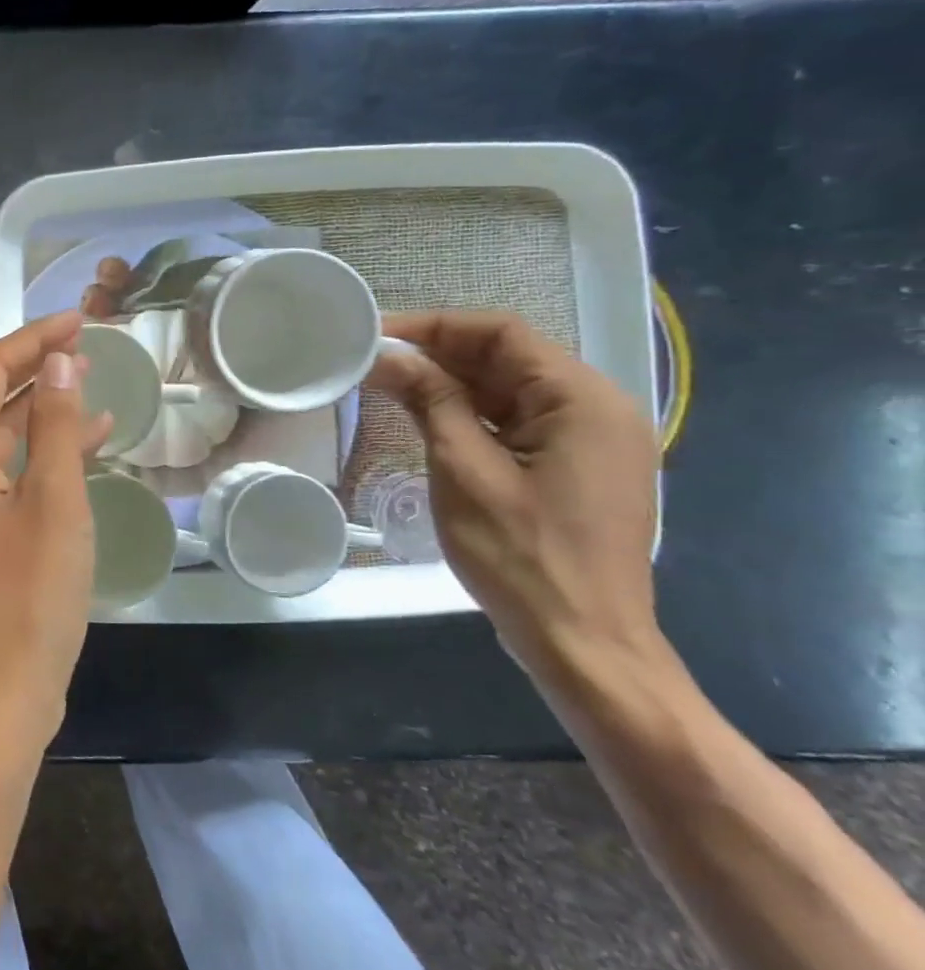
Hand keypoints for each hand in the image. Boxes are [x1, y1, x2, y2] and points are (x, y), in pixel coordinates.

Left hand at [0, 310, 112, 742]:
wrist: (0, 689)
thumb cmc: (29, 592)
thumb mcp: (55, 498)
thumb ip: (56, 423)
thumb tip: (58, 361)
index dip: (34, 339)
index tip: (79, 318)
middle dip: (38, 368)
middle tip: (88, 343)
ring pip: (2, 434)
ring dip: (45, 408)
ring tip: (92, 380)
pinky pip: (9, 471)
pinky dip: (45, 452)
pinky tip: (89, 440)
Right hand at [367, 311, 661, 681]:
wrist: (583, 642)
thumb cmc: (522, 554)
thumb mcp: (464, 469)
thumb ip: (430, 401)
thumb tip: (387, 355)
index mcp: (582, 400)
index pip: (502, 334)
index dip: (435, 327)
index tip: (376, 335)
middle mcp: (598, 409)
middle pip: (509, 359)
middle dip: (439, 355)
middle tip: (373, 362)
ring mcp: (592, 441)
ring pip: (511, 391)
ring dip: (452, 385)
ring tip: (388, 386)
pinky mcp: (577, 469)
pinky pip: (520, 423)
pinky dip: (473, 415)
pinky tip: (428, 420)